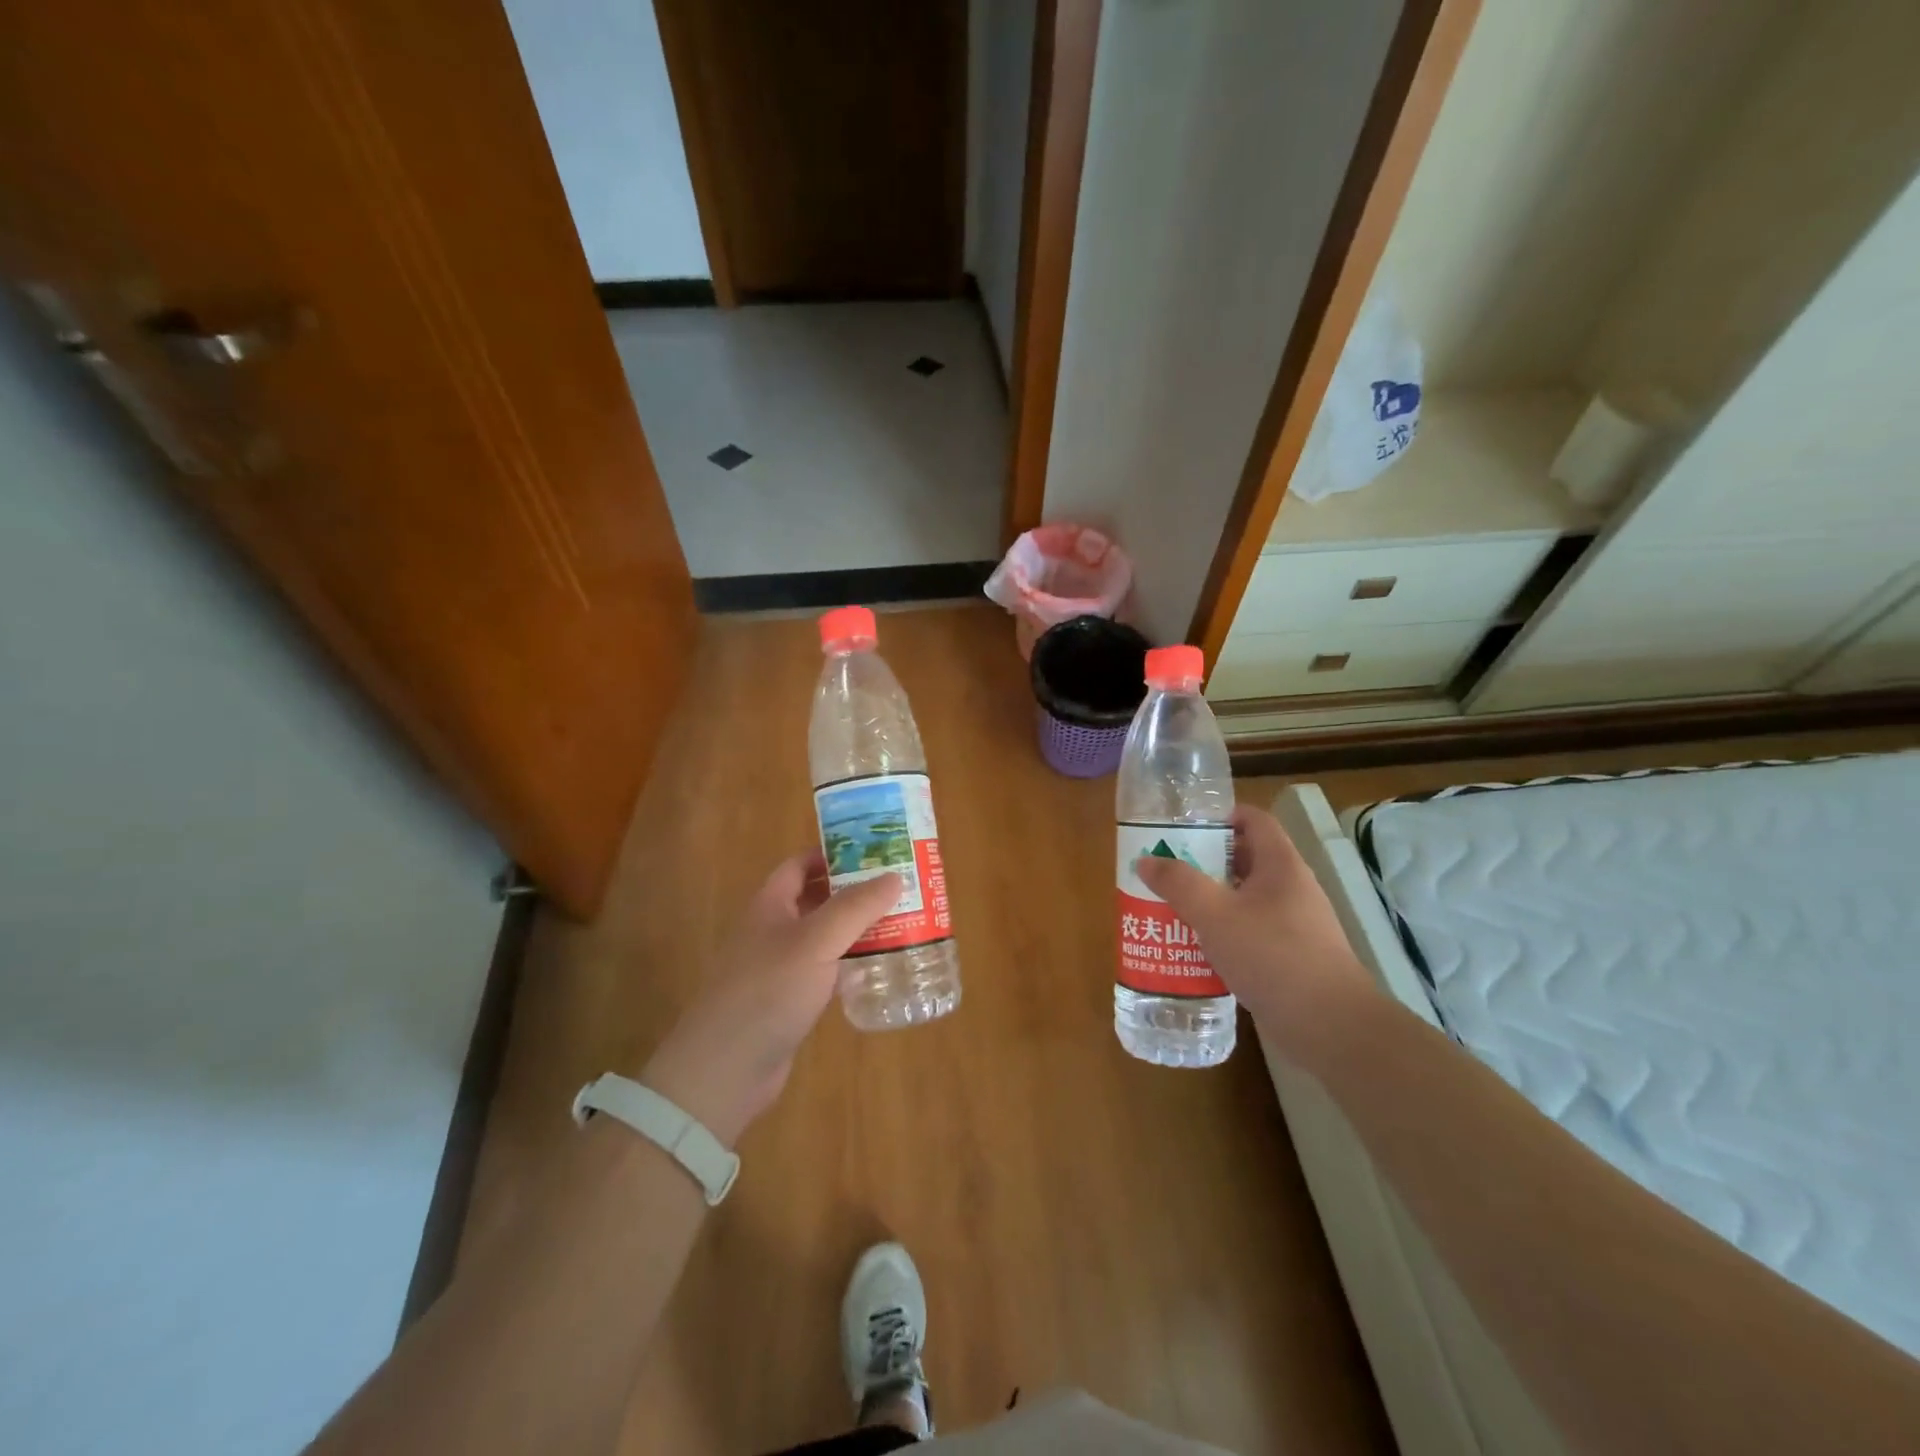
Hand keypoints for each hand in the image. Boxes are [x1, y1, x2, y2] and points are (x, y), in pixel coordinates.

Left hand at [639, 853, 901, 1146]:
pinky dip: (852, 966)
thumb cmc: (768, 991)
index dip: (834, 853)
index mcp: (771, 905)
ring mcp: (782, 968)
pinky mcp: (791, 1001)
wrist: (725, 1069)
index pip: (801, 865)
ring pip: (826, 937)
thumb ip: (856, 907)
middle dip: (856, 891)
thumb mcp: (815, 941)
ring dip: (859, 929)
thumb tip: (894, 875)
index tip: (875, 850)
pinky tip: (881, 969)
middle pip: (818, 899)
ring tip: (903, 921)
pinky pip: (827, 972)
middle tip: (900, 886)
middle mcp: (774, 930)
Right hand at [1133, 805, 1369, 1041]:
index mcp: (1280, 865)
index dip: (1221, 816)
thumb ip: (1179, 883)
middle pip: (1246, 859)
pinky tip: (1196, 950)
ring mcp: (1295, 924)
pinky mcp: (1292, 957)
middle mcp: (1292, 888)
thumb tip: (1146, 860)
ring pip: (1245, 899)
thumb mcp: (1214, 914)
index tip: (1184, 827)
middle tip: (1167, 870)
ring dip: (1211, 901)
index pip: (1254, 820)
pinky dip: (1224, 933)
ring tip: (1173, 909)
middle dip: (1205, 862)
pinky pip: (1252, 932)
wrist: (1329, 1025)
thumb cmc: (1272, 955)